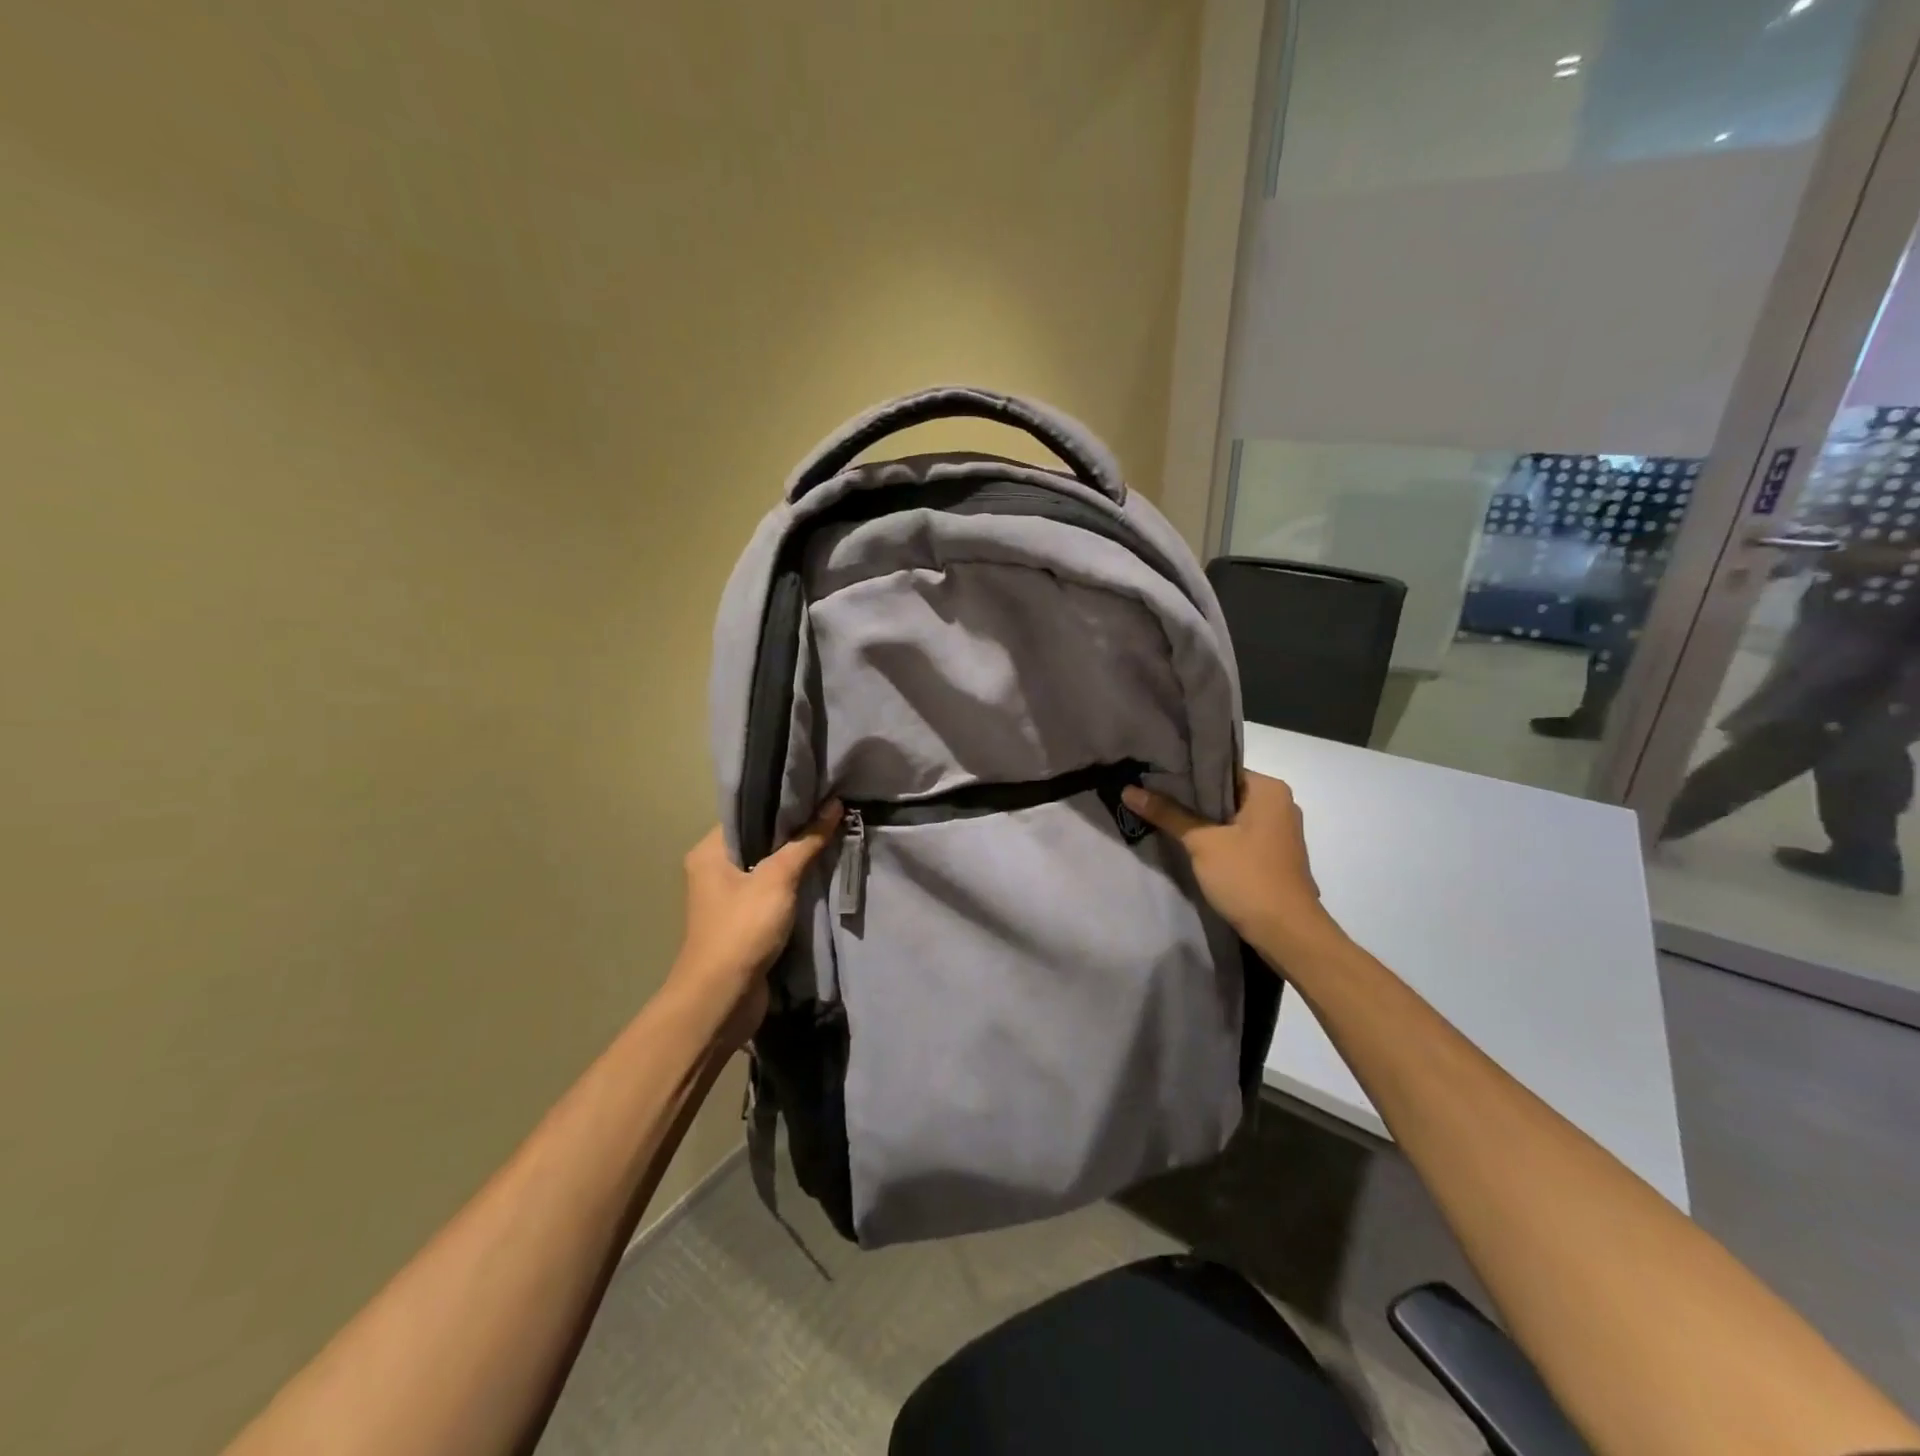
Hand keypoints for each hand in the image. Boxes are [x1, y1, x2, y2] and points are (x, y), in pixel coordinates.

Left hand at [669, 803, 840, 1049]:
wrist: (722, 998)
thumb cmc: (742, 928)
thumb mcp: (777, 879)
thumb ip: (806, 841)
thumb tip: (834, 804)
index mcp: (710, 851)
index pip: (747, 811)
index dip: (780, 800)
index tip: (815, 790)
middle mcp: (714, 869)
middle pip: (760, 838)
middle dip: (794, 829)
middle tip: (831, 812)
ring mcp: (729, 897)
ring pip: (768, 866)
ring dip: (797, 858)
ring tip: (833, 836)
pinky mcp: (745, 921)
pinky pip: (773, 891)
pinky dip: (794, 884)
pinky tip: (822, 873)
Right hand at [1122, 771, 1337, 956]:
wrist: (1287, 934)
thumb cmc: (1248, 878)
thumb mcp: (1202, 843)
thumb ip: (1167, 813)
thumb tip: (1128, 790)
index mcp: (1269, 789)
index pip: (1220, 768)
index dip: (1185, 771)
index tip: (1153, 774)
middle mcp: (1279, 803)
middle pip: (1224, 792)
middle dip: (1189, 797)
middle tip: (1150, 793)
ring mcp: (1279, 831)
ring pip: (1230, 816)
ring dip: (1201, 819)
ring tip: (1162, 814)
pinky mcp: (1274, 855)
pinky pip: (1238, 835)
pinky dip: (1216, 837)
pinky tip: (1188, 842)